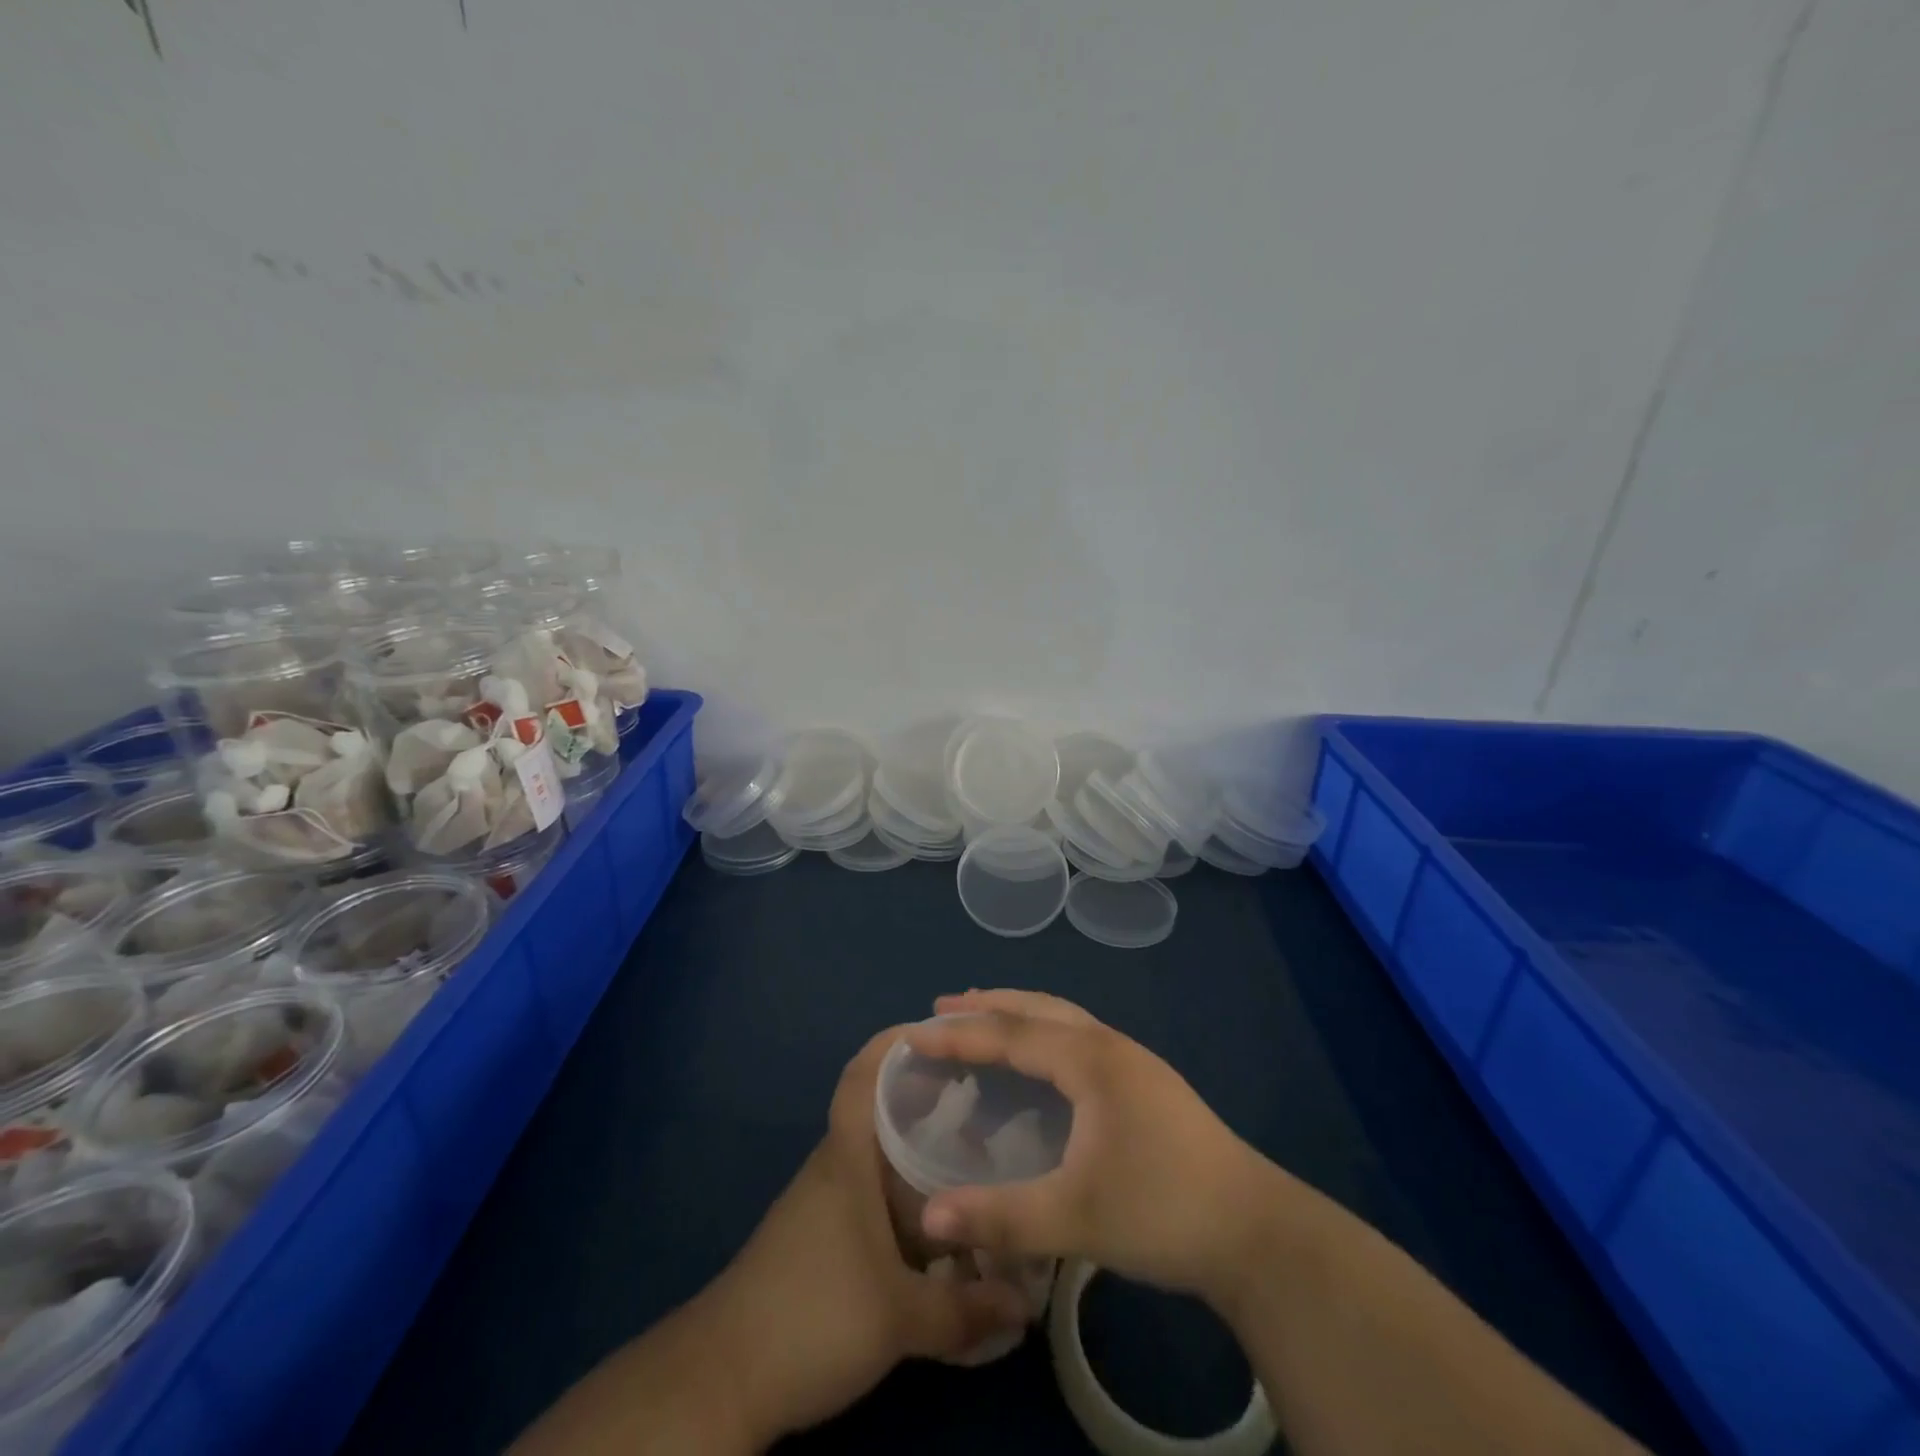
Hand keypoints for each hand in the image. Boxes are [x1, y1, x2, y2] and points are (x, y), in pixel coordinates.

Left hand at [713, 1025, 1029, 1443]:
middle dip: (929, 1096)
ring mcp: (825, 1201)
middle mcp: (836, 1166)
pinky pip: (874, 1193)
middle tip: (986, 1095)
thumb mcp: (900, 1318)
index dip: (895, 1042)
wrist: (724, 1378)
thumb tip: (1028, 1303)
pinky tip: (941, 1219)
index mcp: (848, 1157)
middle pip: (882, 1110)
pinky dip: (908, 1192)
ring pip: (880, 1155)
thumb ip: (967, 1310)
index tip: (940, 1029)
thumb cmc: (814, 1316)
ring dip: (921, 1149)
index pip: (863, 1075)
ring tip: (977, 1153)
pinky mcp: (822, 1237)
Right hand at [906, 990, 1286, 1300]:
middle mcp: (1109, 1046)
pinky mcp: (1146, 1084)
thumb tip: (929, 1217)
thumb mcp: (1077, 1218)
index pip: (1011, 1033)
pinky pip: (1080, 1038)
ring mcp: (1133, 1062)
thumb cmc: (1162, 1210)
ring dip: (1020, 1014)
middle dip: (988, 1006)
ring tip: (985, 1017)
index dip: (960, 1033)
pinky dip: (1045, 1034)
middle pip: (1038, 1009)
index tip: (915, 1032)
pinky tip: (1044, 1063)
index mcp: (1090, 1059)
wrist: (1256, 1231)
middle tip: (942, 1008)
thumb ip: (1001, 1217)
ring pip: (1064, 1019)